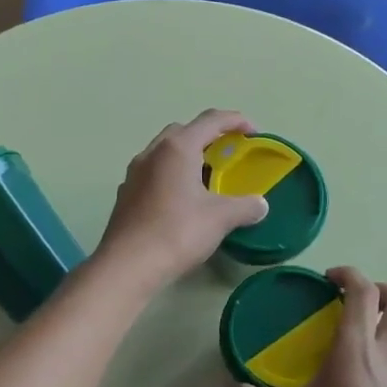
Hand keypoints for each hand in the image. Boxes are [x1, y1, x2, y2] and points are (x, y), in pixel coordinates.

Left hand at [96, 110, 269, 292]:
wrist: (127, 265)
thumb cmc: (177, 232)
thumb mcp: (220, 218)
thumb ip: (245, 206)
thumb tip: (261, 204)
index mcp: (177, 149)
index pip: (210, 120)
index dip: (235, 120)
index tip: (253, 132)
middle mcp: (152, 153)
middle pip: (183, 131)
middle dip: (207, 136)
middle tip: (227, 154)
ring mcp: (134, 173)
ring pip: (164, 152)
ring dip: (186, 156)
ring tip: (205, 178)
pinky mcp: (125, 194)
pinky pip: (152, 173)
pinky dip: (170, 175)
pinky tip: (180, 200)